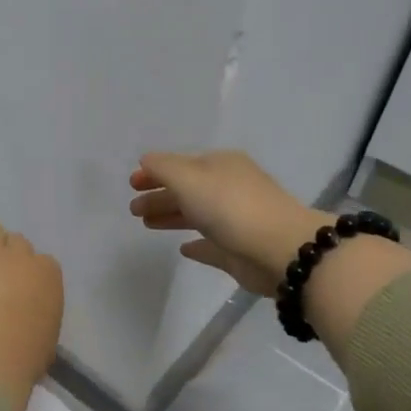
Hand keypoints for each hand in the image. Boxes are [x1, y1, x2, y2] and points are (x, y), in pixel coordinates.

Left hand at [0, 214, 63, 410]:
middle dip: (5, 256)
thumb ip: (38, 322)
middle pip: (16, 243)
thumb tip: (29, 326)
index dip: (27, 275)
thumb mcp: (43, 340)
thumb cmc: (24, 354)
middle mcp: (23, 255)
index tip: (16, 292)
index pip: (42, 264)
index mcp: (49, 276)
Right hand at [129, 150, 327, 295]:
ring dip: (171, 216)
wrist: (279, 250)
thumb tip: (146, 161)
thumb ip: (163, 168)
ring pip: (196, 215)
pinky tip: (182, 248)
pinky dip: (196, 244)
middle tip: (133, 209)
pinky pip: (212, 244)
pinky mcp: (239, 250)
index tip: (131, 184)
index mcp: (221, 166)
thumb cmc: (230, 207)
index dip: (155, 173)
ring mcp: (236, 220)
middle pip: (187, 190)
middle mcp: (229, 188)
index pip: (180, 165)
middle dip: (159, 196)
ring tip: (146, 224)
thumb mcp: (189, 178)